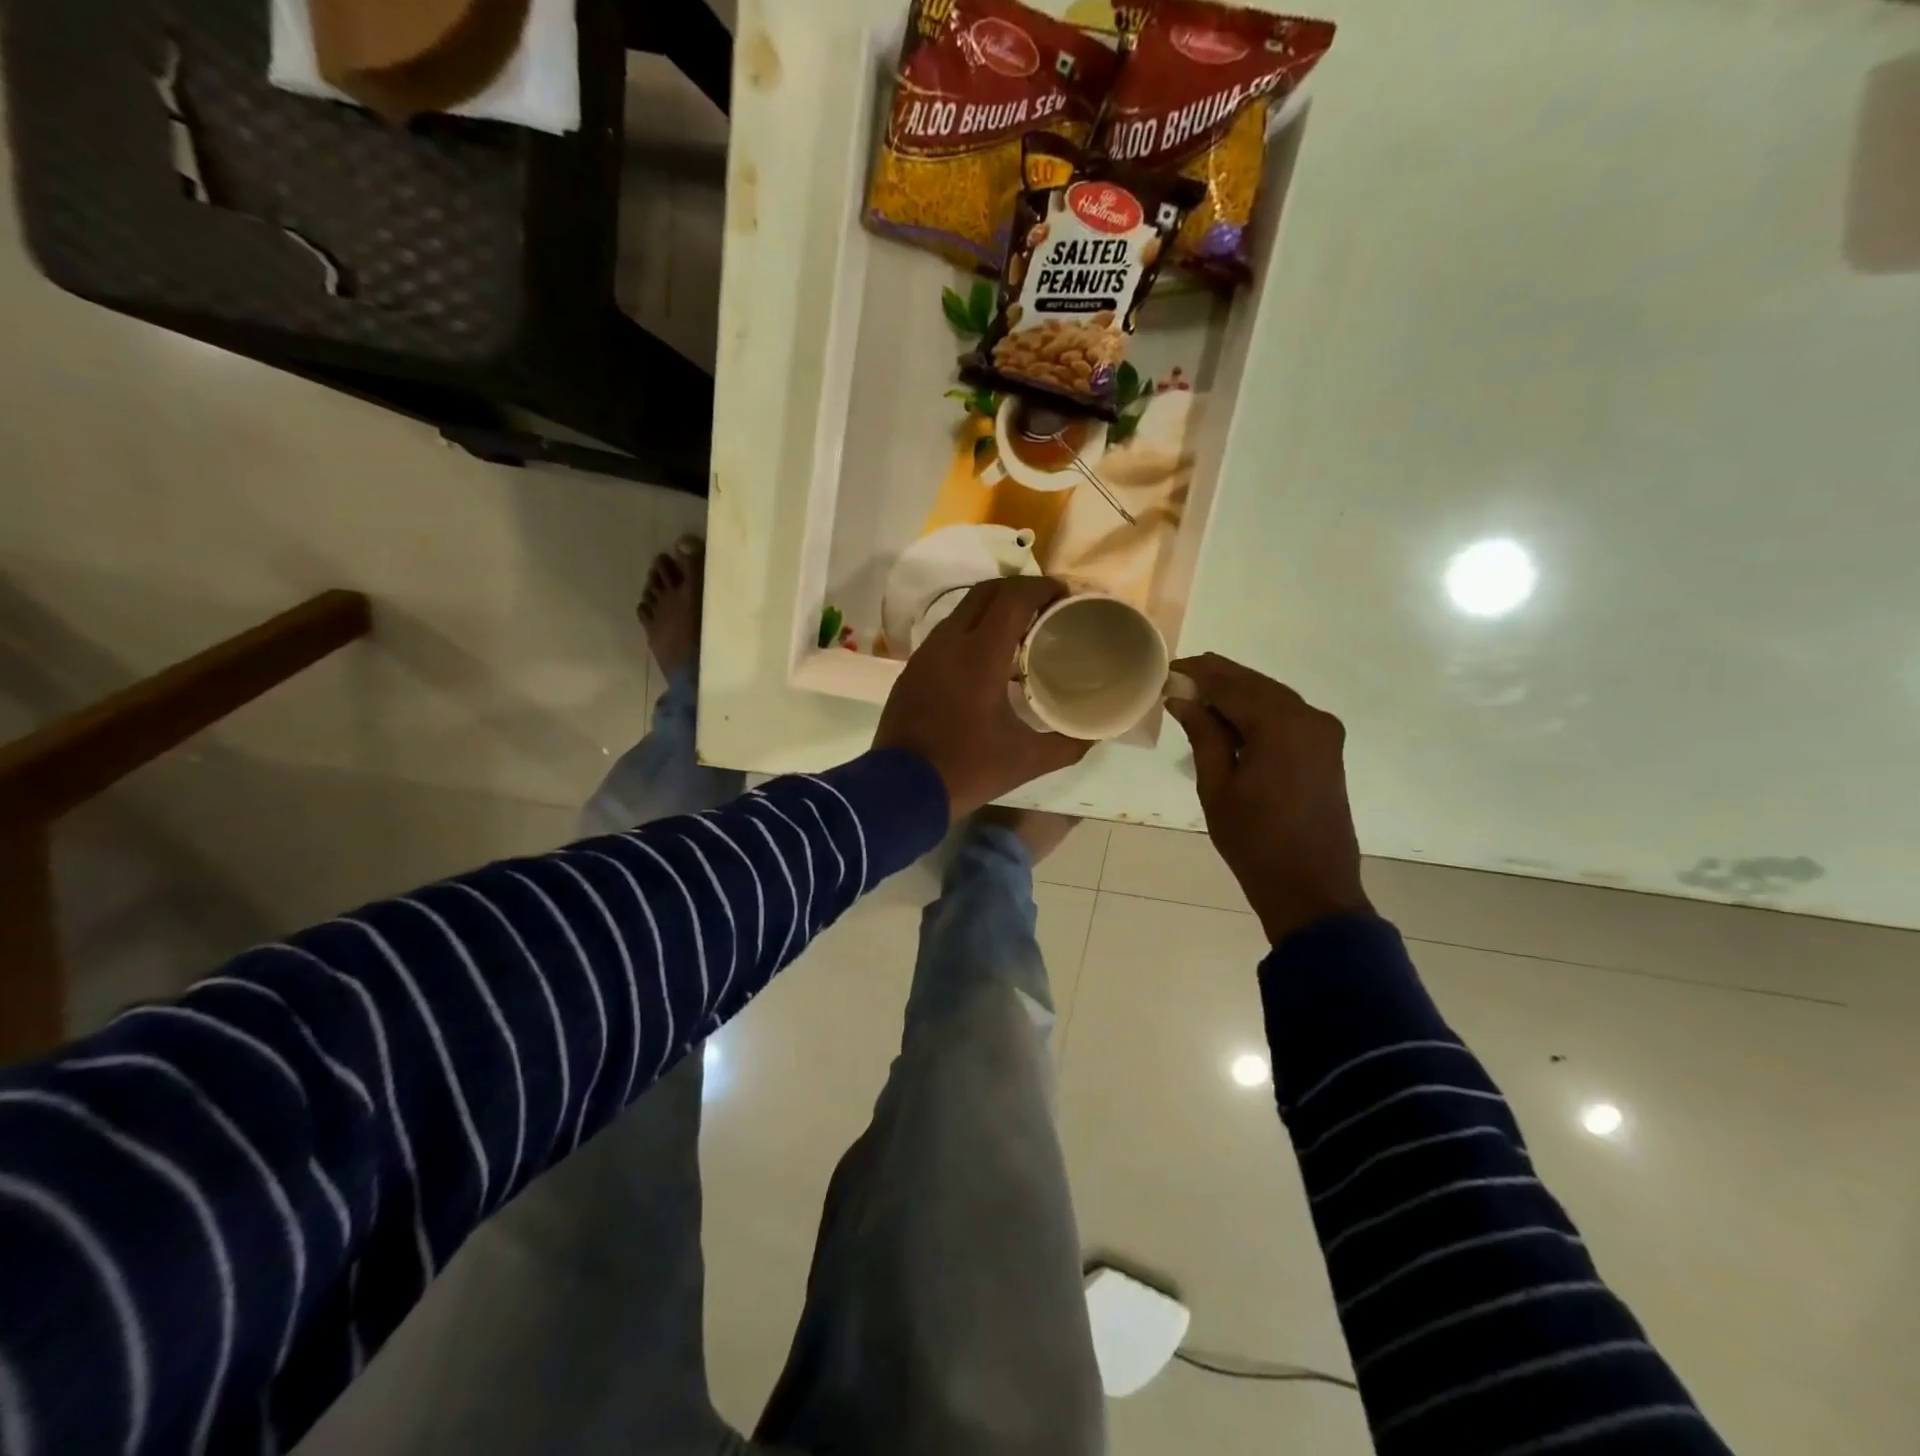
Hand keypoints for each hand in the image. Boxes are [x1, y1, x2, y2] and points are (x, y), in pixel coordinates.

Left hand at [874, 576, 1091, 818]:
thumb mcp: (1025, 760)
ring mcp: (925, 654)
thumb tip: (1094, 734)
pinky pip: (946, 633)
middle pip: (986, 592)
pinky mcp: (912, 669)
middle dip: (1019, 590)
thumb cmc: (966, 768)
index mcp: (980, 654)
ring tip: (1020, 630)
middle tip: (1046, 606)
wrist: (900, 789)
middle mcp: (949, 642)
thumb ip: (1066, 744)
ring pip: (962, 610)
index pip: (1013, 598)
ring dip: (992, 608)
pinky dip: (971, 629)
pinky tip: (986, 657)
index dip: (1041, 587)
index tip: (1065, 593)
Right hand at [1165, 653, 1371, 945]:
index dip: (1197, 673)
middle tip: (1177, 681)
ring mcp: (1323, 732)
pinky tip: (1228, 721)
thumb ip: (1202, 734)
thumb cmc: (1254, 841)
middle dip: (1216, 679)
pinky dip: (1255, 712)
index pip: (1230, 683)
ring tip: (1195, 699)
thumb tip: (1182, 699)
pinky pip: (1285, 716)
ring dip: (1235, 695)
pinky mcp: (1326, 748)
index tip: (1166, 670)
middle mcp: (1308, 716)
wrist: (1310, 888)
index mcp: (1280, 724)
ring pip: (1270, 697)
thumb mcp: (1216, 787)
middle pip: (1254, 684)